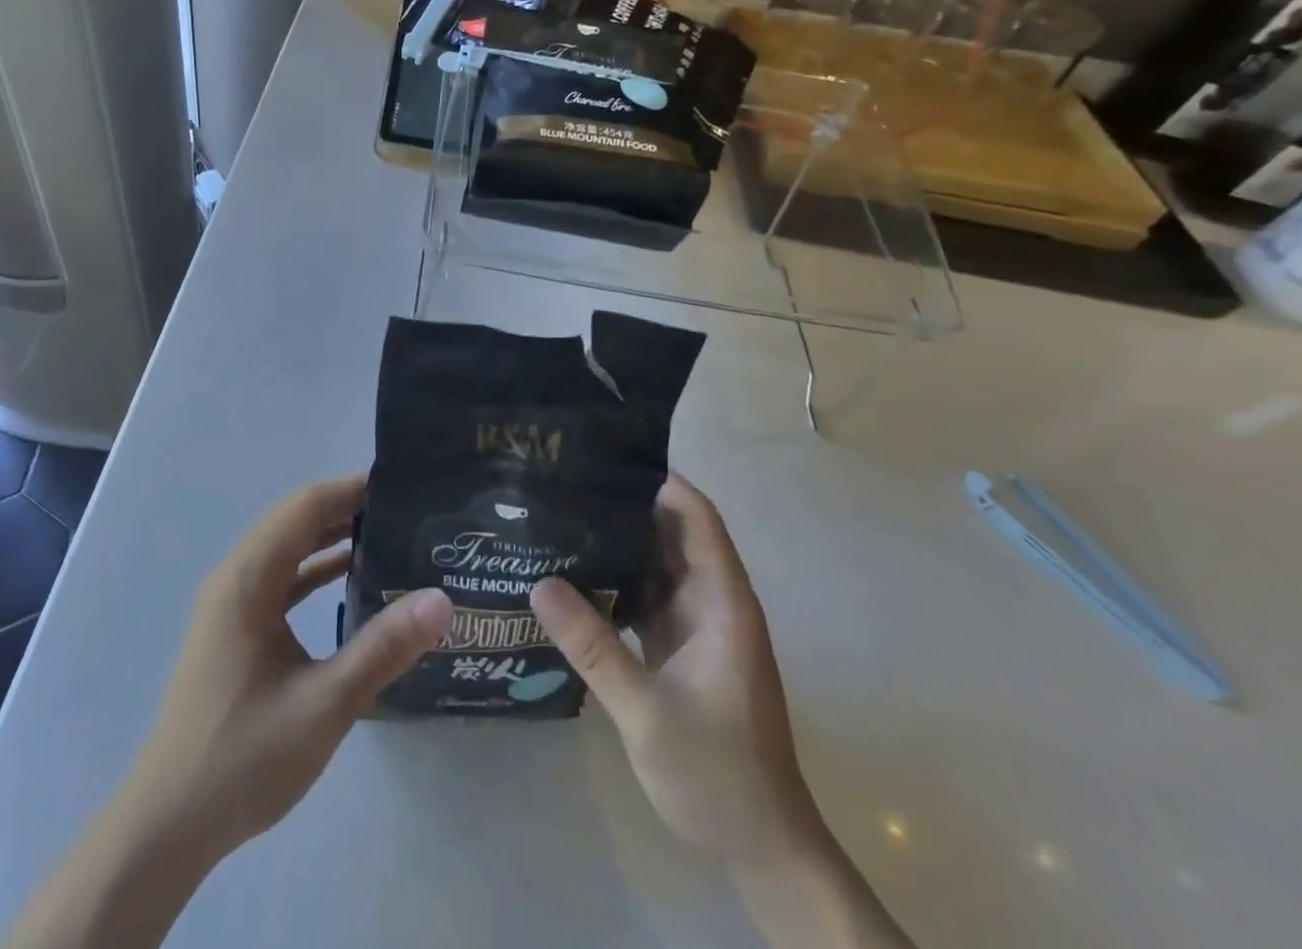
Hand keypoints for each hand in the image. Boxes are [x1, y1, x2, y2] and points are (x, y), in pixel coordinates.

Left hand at [116, 475, 452, 864]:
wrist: (167, 826)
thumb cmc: (243, 758)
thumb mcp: (324, 704)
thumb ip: (383, 648)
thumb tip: (440, 600)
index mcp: (248, 579)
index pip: (304, 507)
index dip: (350, 489)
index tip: (401, 485)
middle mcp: (235, 578)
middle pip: (295, 521)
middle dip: (346, 508)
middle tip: (405, 509)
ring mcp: (231, 604)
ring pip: (286, 549)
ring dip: (331, 537)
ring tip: (389, 534)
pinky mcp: (235, 629)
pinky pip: (280, 579)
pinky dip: (314, 570)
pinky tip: (351, 579)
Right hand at [531, 473, 814, 861]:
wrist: (761, 845)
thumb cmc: (717, 773)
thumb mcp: (647, 711)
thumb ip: (594, 647)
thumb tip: (539, 583)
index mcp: (722, 602)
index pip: (698, 518)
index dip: (662, 481)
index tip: (608, 456)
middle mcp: (712, 602)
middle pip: (673, 533)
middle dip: (628, 503)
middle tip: (568, 481)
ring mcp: (697, 626)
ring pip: (657, 564)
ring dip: (619, 541)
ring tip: (563, 514)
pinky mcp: (681, 648)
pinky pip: (647, 596)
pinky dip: (617, 579)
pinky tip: (575, 573)